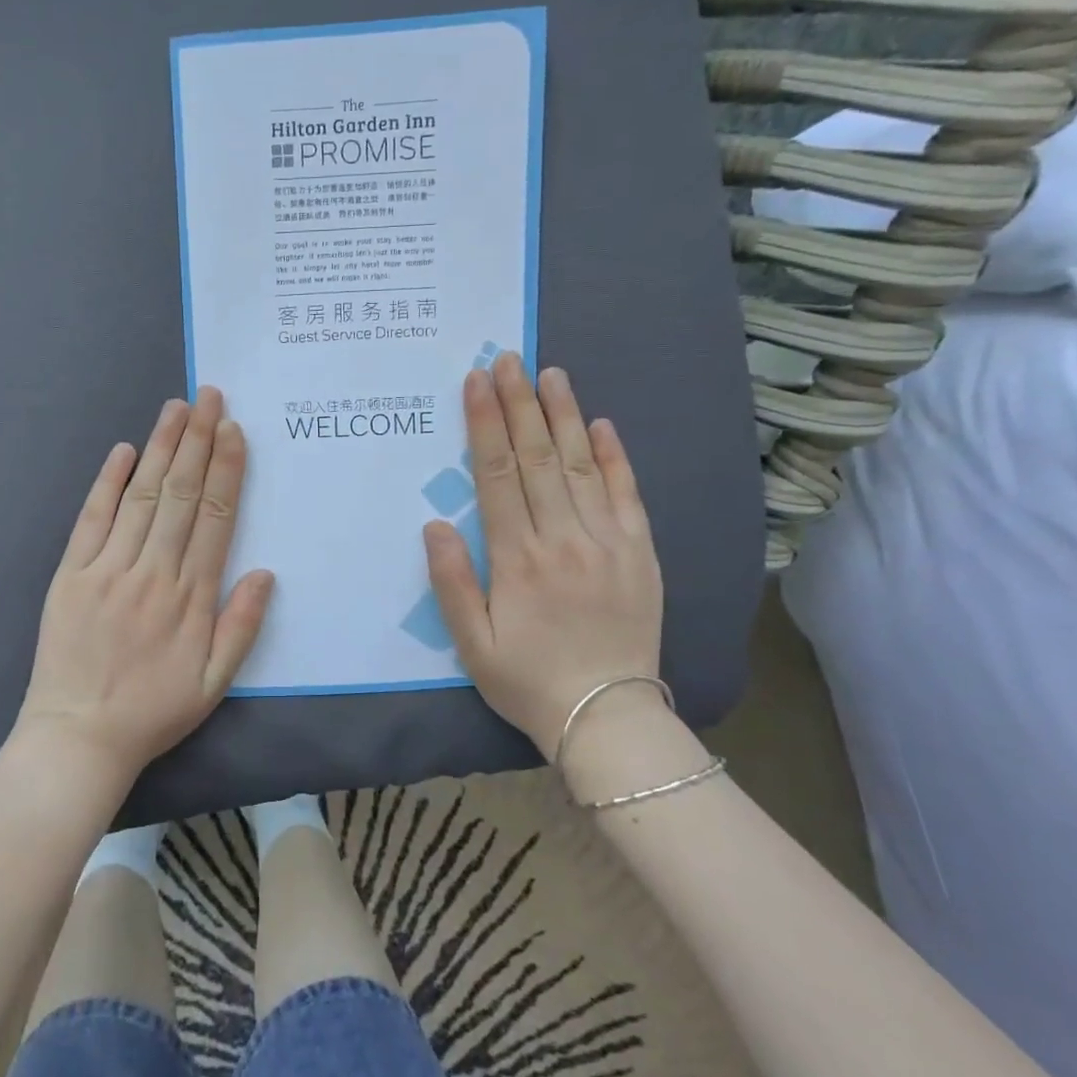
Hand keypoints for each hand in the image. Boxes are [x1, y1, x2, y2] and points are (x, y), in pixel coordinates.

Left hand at [13, 388, 274, 791]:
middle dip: (198, 441)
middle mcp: (152, 572)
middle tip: (210, 397)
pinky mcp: (71, 574)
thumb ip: (241, 626)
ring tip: (177, 408)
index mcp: (191, 597)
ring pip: (142, 497)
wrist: (78, 737)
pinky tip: (124, 451)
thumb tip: (265, 572)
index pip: (216, 518)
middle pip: (182, 494)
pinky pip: (92, 519)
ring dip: (162, 448)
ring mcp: (108, 569)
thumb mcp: (213, 684)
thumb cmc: (152, 712)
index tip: (234, 431)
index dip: (227, 470)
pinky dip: (109, 482)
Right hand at [423, 353, 664, 757]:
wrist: (607, 717)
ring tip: (550, 375)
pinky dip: (616, 457)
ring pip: (583, 466)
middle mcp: (564, 539)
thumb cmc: (528, 680)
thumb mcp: (471, 643)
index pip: (498, 476)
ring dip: (565, 416)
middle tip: (508, 360)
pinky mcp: (640, 553)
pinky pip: (628, 495)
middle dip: (519, 404)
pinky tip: (603, 425)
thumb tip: (435, 524)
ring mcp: (608, 542)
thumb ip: (450, 582)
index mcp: (518, 559)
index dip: (485, 426)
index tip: (476, 383)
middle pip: (539, 458)